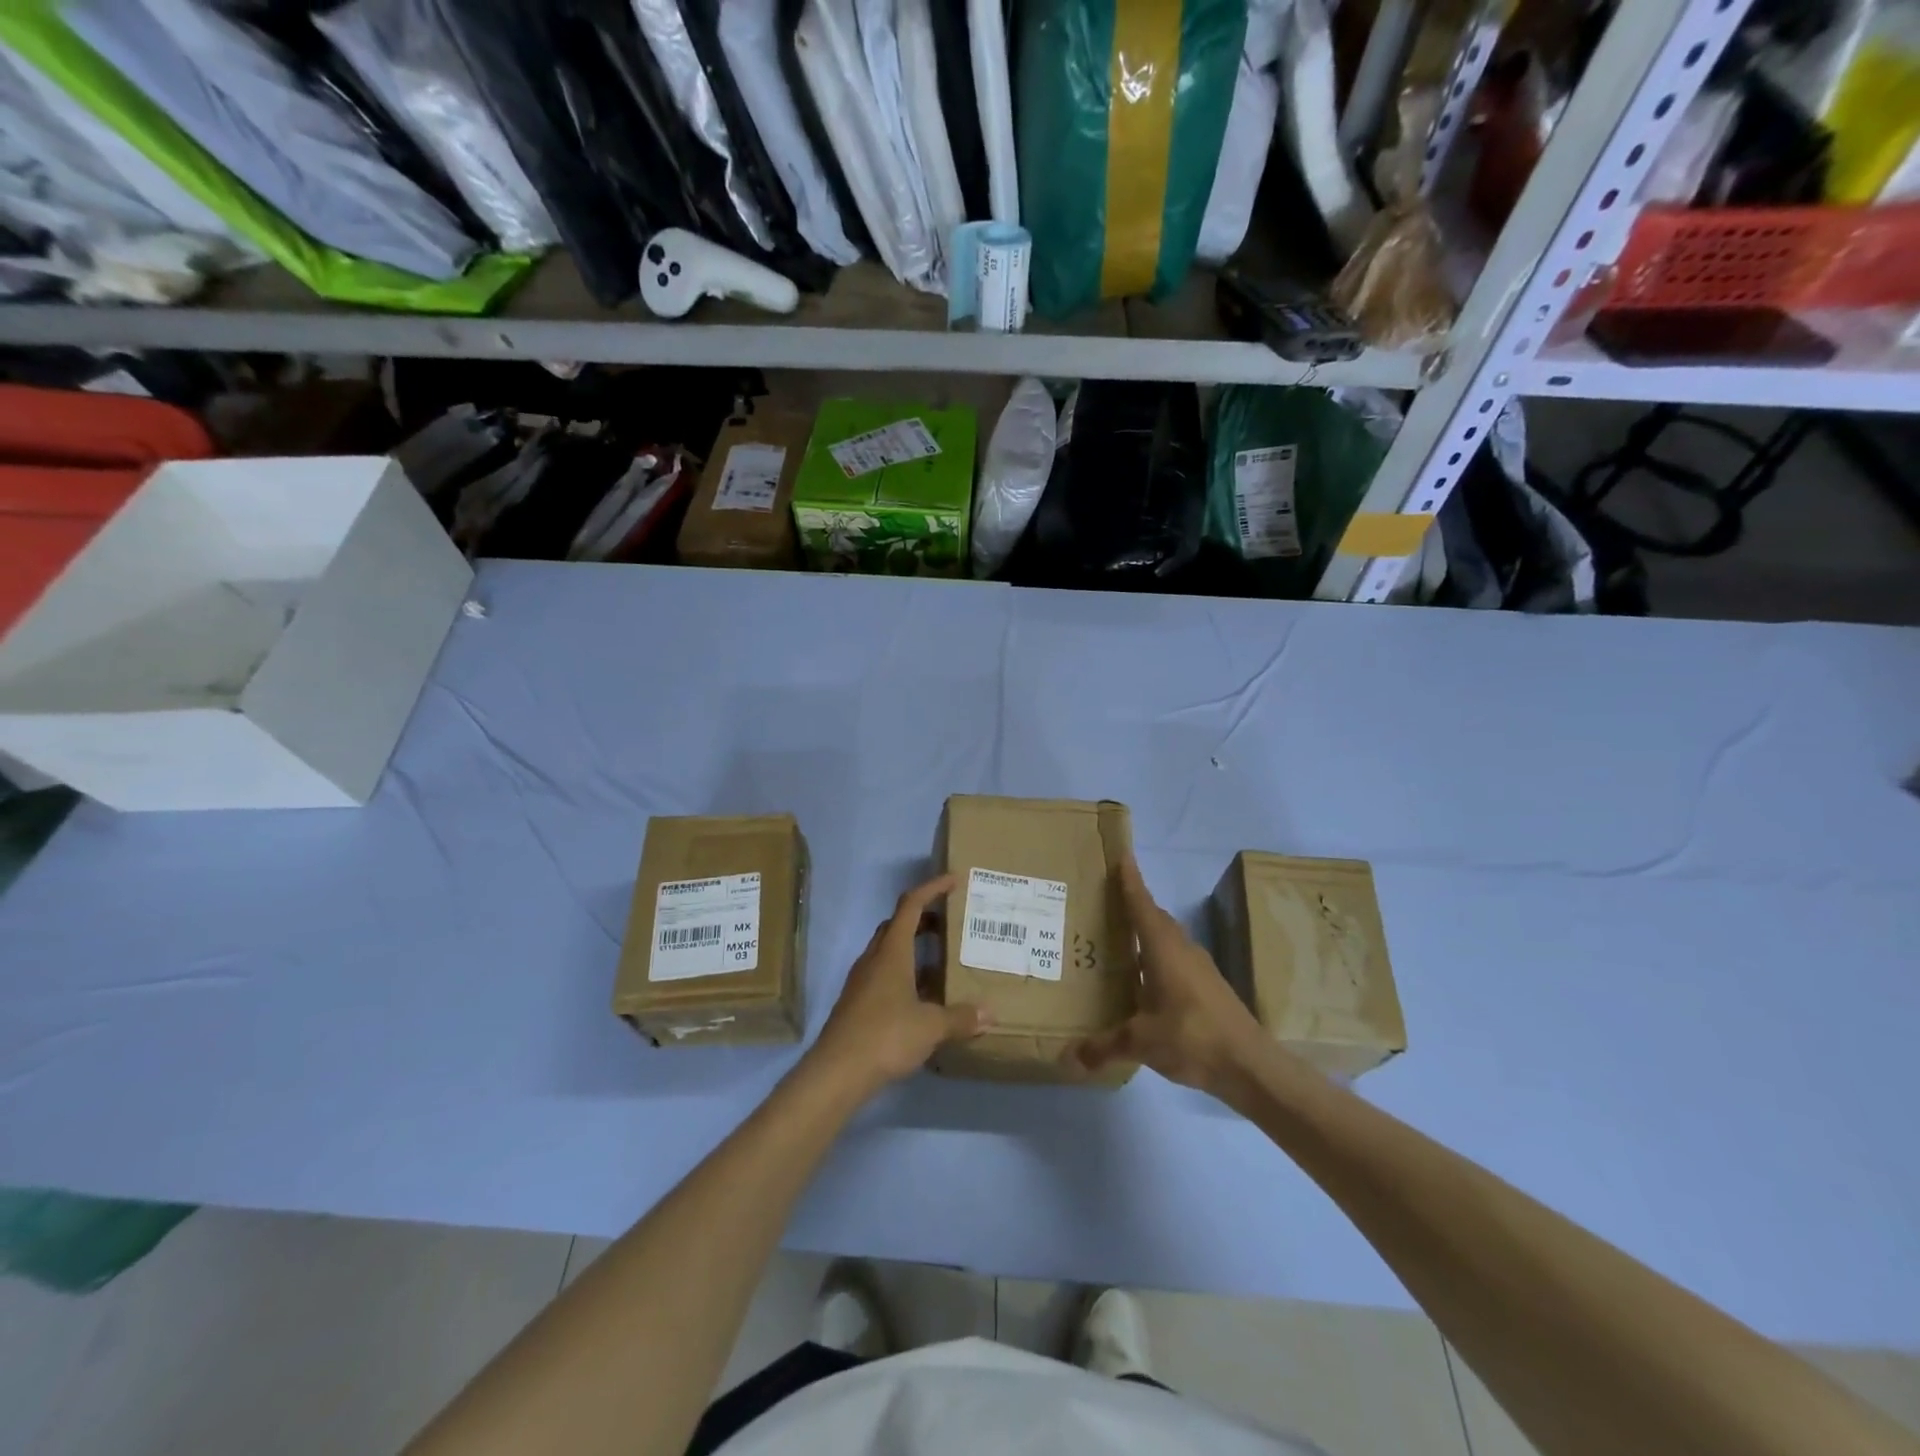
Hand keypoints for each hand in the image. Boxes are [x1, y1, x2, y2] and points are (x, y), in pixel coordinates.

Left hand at [806, 874, 991, 1097]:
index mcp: (891, 952)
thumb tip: (990, 1014)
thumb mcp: (930, 1026)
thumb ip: (960, 1017)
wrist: (837, 1072)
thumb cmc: (885, 1036)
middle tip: (951, 924)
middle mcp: (874, 959)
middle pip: (897, 926)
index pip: (911, 906)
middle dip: (924, 919)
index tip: (953, 880)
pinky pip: (884, 976)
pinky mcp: (857, 1004)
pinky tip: (923, 999)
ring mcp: (862, 982)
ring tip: (943, 962)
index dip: (932, 888)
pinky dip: (905, 976)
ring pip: (890, 952)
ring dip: (914, 949)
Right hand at [1071, 855, 1269, 1100]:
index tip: (1122, 857)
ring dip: (1147, 933)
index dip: (1130, 881)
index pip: (1142, 905)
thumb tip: (1067, 1058)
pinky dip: (1157, 959)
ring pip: (1168, 939)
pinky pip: (1176, 959)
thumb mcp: (1141, 1042)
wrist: (1251, 1065)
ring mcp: (1199, 968)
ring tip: (1119, 940)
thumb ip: (1103, 1047)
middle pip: (1155, 918)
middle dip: (1134, 906)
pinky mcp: (1208, 987)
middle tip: (1106, 901)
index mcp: (1164, 949)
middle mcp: (1182, 950)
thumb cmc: (1192, 1037)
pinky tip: (1144, 981)